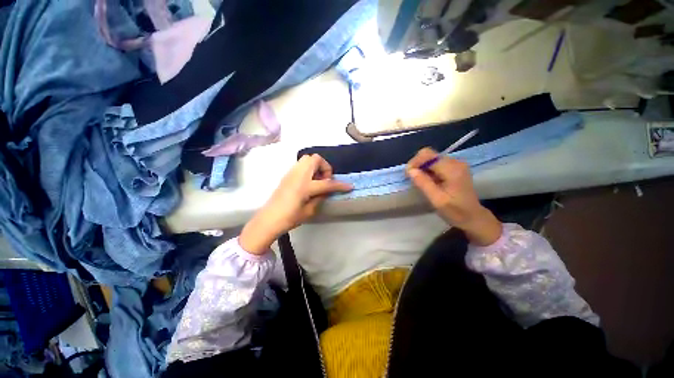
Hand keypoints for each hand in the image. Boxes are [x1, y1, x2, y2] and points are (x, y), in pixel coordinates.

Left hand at [240, 154, 352, 253]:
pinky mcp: (287, 175)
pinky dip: (308, 169)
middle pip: (316, 159)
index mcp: (305, 186)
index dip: (340, 185)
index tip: (350, 186)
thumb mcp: (310, 211)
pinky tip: (308, 182)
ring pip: (307, 159)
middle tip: (325, 180)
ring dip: (316, 166)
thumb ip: (321, 197)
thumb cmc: (289, 218)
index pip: (327, 183)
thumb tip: (327, 190)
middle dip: (325, 167)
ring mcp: (291, 173)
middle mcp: (298, 175)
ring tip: (317, 181)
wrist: (268, 219)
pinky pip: (301, 165)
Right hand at [406, 148, 501, 245]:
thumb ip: (423, 183)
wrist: (473, 217)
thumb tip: (410, 170)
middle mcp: (455, 162)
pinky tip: (428, 181)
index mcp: (452, 169)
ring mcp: (456, 164)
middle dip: (417, 165)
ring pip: (431, 158)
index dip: (414, 163)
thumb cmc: (455, 211)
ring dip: (422, 168)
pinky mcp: (455, 167)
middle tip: (412, 179)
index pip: (427, 156)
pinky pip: (436, 163)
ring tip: (420, 181)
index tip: (408, 175)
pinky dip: (428, 170)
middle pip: (429, 154)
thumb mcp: (437, 200)